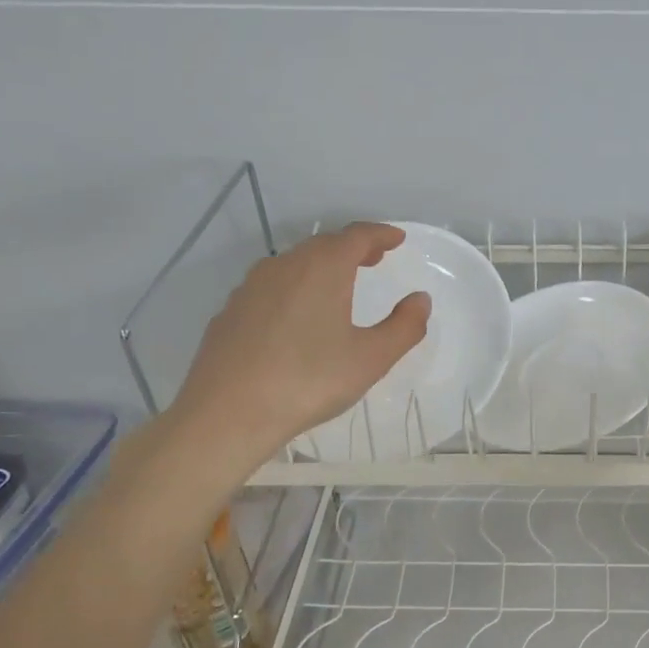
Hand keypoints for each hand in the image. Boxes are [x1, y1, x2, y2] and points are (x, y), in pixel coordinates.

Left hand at [161, 223, 429, 490]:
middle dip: (352, 247)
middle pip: (323, 244)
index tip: (397, 239)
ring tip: (339, 284)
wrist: (227, 413)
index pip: (357, 236)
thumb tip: (421, 300)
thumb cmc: (309, 381)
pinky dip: (295, 287)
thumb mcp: (371, 359)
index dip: (381, 234)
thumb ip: (404, 327)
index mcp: (323, 268)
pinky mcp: (231, 311)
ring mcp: (251, 287)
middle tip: (374, 258)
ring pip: (294, 263)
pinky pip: (272, 286)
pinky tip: (298, 315)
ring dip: (322, 266)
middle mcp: (285, 266)